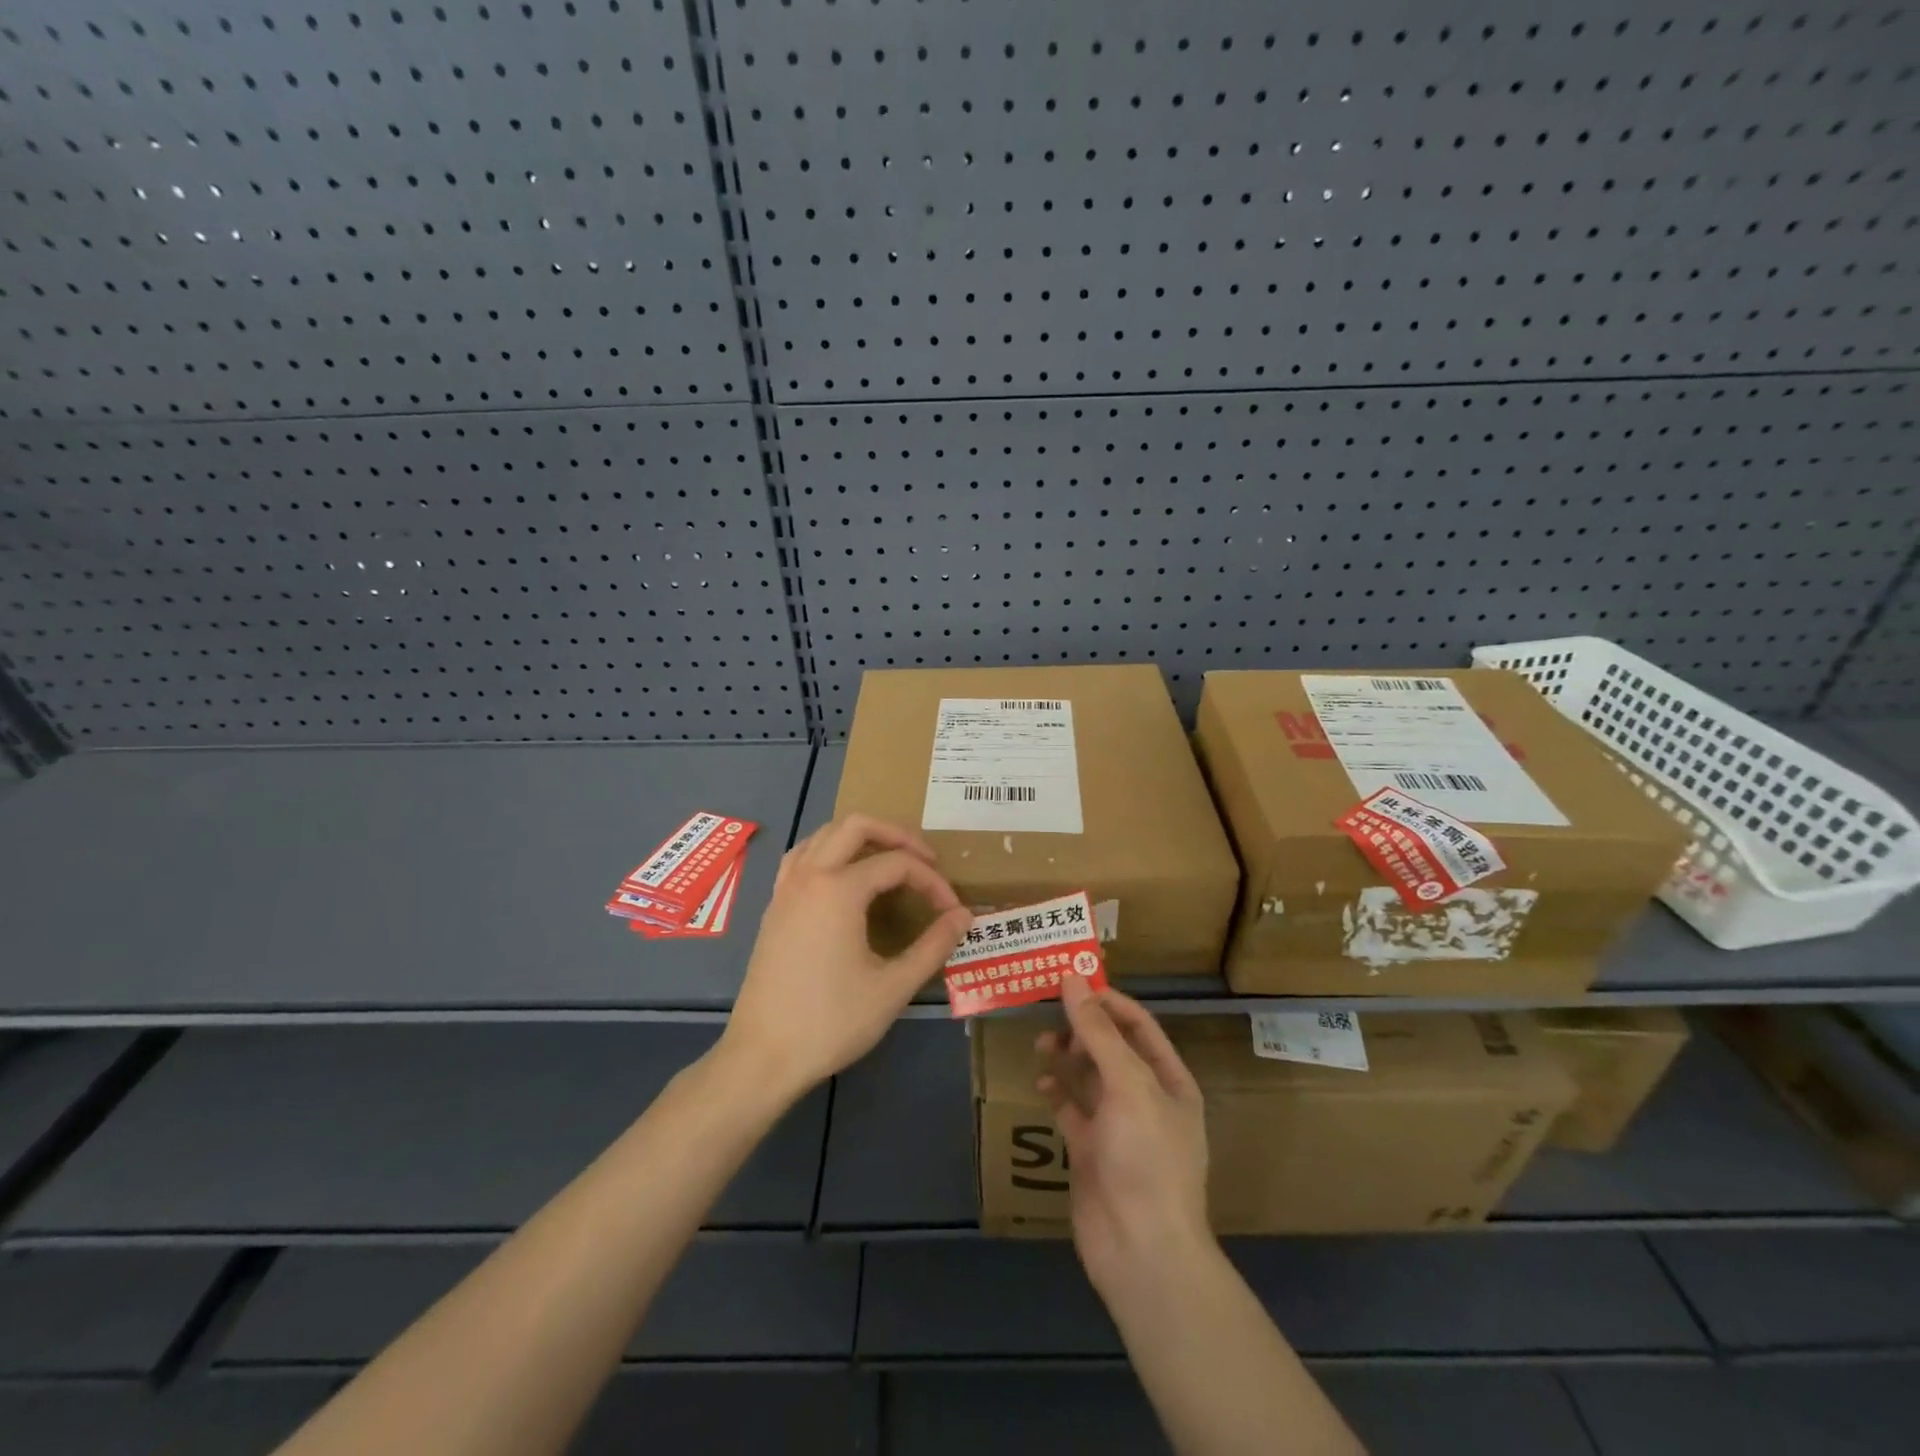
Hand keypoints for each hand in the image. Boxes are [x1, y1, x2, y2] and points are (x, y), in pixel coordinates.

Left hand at [721, 814, 971, 1101]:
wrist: (762, 1057)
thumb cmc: (831, 1022)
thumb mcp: (893, 987)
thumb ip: (933, 946)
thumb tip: (964, 916)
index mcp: (839, 889)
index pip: (897, 864)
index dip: (932, 882)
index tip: (952, 911)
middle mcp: (809, 876)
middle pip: (856, 826)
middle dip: (897, 835)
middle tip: (925, 861)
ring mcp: (786, 889)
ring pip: (823, 834)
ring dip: (860, 838)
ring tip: (889, 861)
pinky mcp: (774, 907)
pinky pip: (802, 856)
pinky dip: (829, 852)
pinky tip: (843, 878)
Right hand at [1036, 977, 1210, 1293]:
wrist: (1142, 1251)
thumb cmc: (1146, 1157)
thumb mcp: (1128, 1085)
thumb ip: (1098, 1032)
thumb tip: (1073, 980)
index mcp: (1168, 1080)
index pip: (1138, 1025)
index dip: (1106, 1001)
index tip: (1070, 982)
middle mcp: (1145, 1098)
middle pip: (1111, 1048)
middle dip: (1082, 1028)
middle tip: (1048, 1014)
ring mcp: (1117, 1126)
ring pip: (1088, 1077)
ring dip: (1066, 1057)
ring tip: (1041, 1046)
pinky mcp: (1091, 1151)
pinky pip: (1071, 1110)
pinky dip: (1056, 1094)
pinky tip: (1040, 1086)